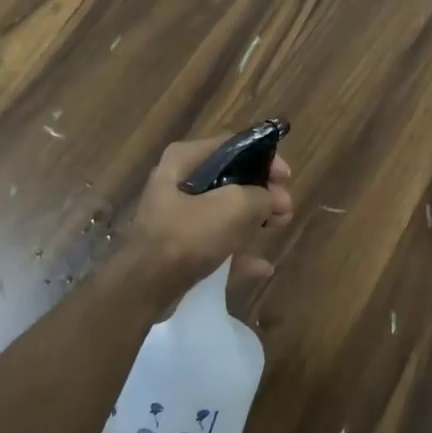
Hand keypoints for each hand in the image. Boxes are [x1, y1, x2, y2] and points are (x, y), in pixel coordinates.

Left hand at [123, 135, 294, 309]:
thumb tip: (271, 200)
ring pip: (225, 211)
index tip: (285, 177)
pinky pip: (216, 242)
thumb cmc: (188, 235)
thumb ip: (261, 196)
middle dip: (262, 193)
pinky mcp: (179, 246)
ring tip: (279, 227)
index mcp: (184, 159)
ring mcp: (177, 216)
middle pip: (231, 179)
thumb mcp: (234, 207)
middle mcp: (178, 181)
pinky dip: (238, 251)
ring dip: (255, 220)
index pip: (232, 145)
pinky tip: (262, 266)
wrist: (145, 288)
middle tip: (285, 208)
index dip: (264, 157)